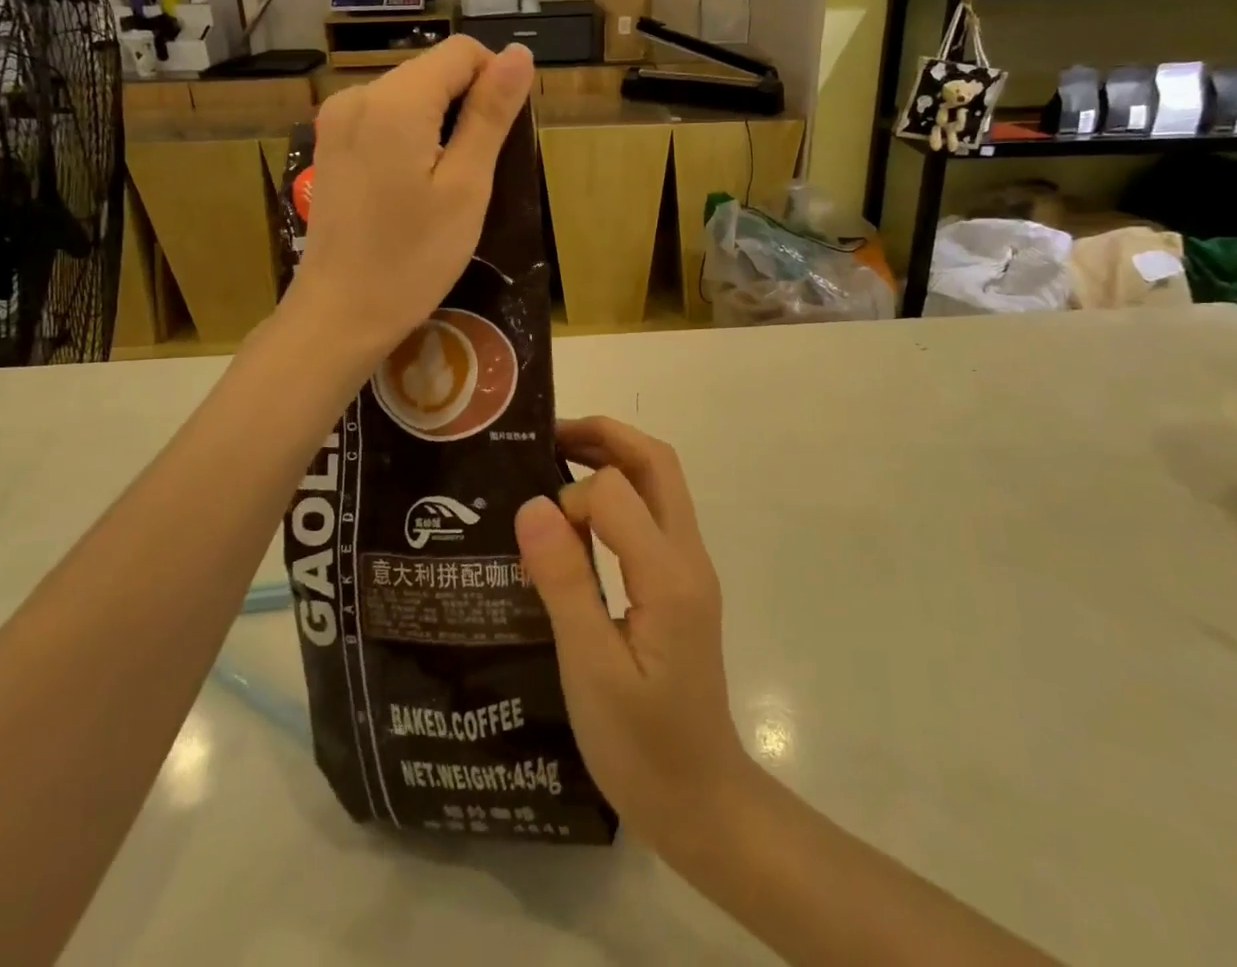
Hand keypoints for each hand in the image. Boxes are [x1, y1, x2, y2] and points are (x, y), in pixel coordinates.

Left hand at [291, 36, 534, 355]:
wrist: (340, 313)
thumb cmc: (413, 257)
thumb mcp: (466, 186)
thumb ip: (491, 114)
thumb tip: (520, 54)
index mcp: (394, 100)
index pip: (462, 53)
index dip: (496, 81)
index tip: (505, 136)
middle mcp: (358, 95)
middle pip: (432, 71)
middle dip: (467, 105)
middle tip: (480, 171)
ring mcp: (337, 120)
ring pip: (409, 95)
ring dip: (441, 124)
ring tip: (449, 184)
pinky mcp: (330, 144)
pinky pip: (384, 118)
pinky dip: (412, 137)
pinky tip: (415, 185)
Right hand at [515, 417, 752, 859]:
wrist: (701, 801)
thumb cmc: (642, 747)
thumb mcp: (590, 670)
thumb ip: (566, 583)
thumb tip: (534, 504)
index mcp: (669, 575)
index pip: (617, 492)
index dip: (570, 499)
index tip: (538, 538)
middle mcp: (688, 556)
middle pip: (657, 463)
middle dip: (605, 436)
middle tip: (549, 436)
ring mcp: (690, 568)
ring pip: (659, 482)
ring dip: (613, 457)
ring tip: (558, 459)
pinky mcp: (681, 583)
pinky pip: (653, 514)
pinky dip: (618, 493)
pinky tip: (580, 519)